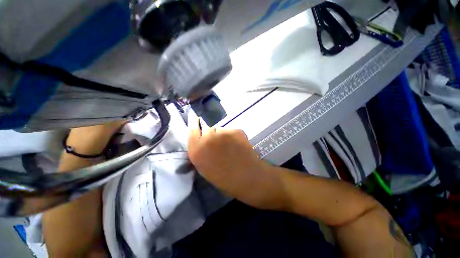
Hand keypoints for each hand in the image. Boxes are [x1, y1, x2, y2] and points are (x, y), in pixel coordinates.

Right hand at [187, 113, 286, 209]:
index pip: (192, 130)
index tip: (195, 117)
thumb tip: (202, 140)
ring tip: (231, 147)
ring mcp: (223, 133)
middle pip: (208, 129)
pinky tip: (238, 146)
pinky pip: (231, 131)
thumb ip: (200, 151)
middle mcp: (208, 138)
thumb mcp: (204, 167)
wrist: (247, 177)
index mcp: (197, 150)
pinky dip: (233, 137)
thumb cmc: (224, 178)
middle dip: (212, 135)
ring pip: (220, 130)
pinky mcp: (235, 130)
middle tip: (220, 145)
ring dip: (223, 136)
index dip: (194, 123)